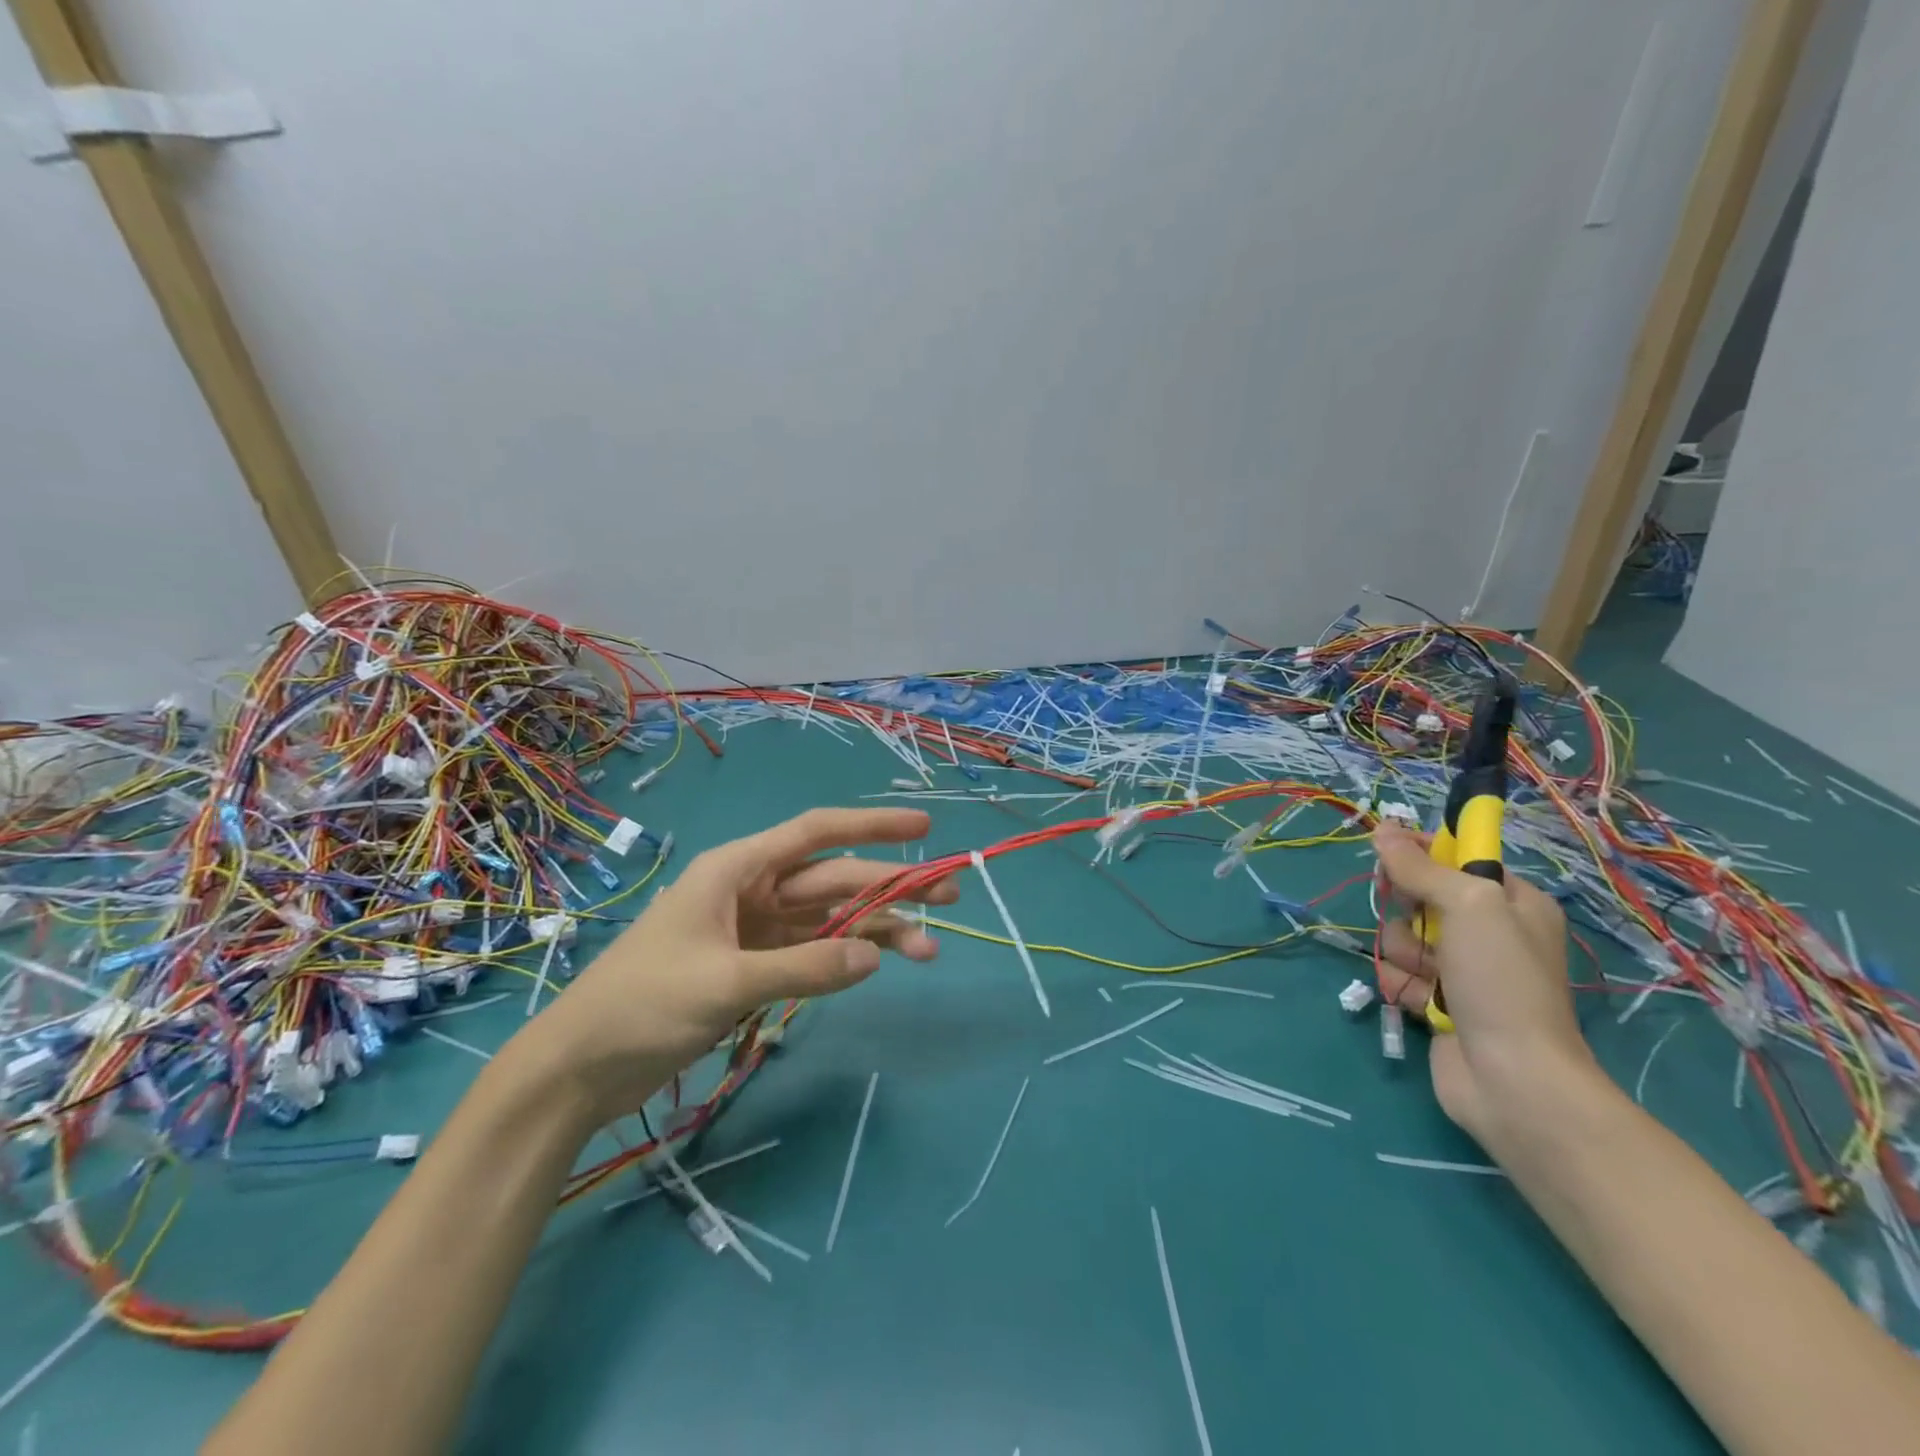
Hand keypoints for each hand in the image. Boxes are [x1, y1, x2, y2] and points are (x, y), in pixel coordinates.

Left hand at [530, 808, 955, 1122]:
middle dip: (889, 886)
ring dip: (875, 929)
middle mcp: (750, 890)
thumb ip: (805, 966)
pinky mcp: (752, 967)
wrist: (579, 1068)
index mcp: (737, 869)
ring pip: (828, 918)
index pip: (816, 833)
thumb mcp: (726, 983)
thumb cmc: (643, 1005)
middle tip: (948, 896)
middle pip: (832, 879)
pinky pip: (811, 951)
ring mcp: (753, 930)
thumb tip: (875, 955)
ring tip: (927, 947)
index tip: (923, 824)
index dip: (872, 825)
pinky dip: (844, 955)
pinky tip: (878, 961)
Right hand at [1372, 824, 1594, 1140]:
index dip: (1424, 855)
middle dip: (1407, 911)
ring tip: (1423, 976)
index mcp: (1513, 903)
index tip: (1393, 857)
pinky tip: (1419, 1001)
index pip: (1458, 858)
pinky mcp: (1439, 1002)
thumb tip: (1383, 830)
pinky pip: (1401, 974)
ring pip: (1403, 937)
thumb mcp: (1468, 905)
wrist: (1512, 1078)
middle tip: (1419, 927)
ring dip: (1403, 952)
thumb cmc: (1501, 980)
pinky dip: (1403, 985)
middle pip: (1421, 897)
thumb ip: (1421, 867)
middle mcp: (1490, 932)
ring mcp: (1464, 970)